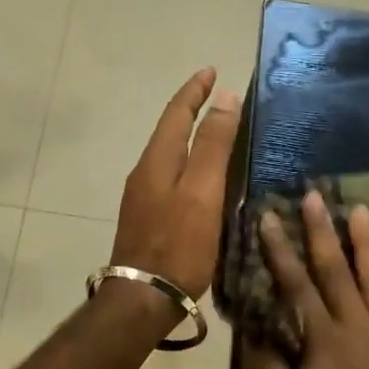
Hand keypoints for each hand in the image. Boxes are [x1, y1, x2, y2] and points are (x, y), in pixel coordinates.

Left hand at [111, 68, 240, 299]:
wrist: (143, 297)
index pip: (176, 113)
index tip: (212, 71)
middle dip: (192, 110)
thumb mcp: (203, 191)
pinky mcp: (149, 218)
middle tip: (218, 97)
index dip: (194, 90)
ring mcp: (144, 197)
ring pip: (170, 154)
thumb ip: (214, 145)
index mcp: (158, 160)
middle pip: (170, 131)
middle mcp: (146, 172)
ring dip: (191, 137)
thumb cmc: (179, 244)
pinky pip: (172, 176)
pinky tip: (205, 177)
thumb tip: (225, 98)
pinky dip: (190, 163)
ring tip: (217, 132)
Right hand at [240, 190, 368, 368]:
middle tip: (314, 195)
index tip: (269, 217)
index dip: (280, 249)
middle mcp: (359, 325)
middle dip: (322, 230)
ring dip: (367, 242)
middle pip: (337, 270)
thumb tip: (249, 334)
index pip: (297, 284)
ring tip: (361, 209)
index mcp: (325, 340)